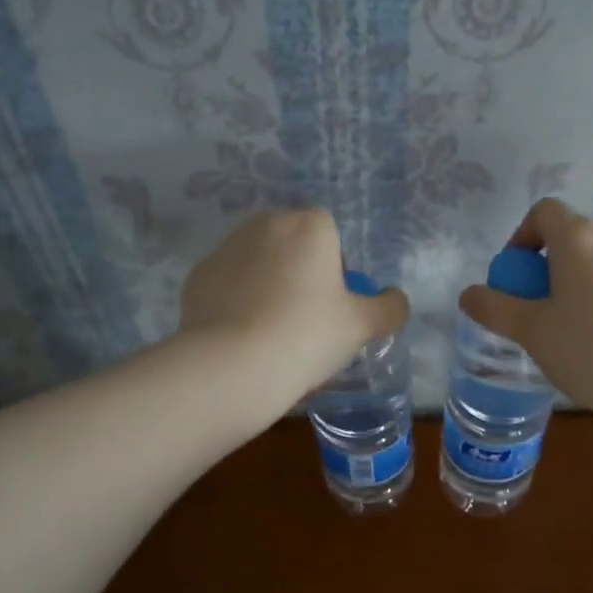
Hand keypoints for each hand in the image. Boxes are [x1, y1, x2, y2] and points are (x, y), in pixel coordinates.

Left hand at [180, 209, 409, 421]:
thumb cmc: (307, 336)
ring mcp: (225, 249)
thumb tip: (394, 299)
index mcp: (308, 226)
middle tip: (306, 318)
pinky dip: (236, 300)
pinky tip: (242, 336)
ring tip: (271, 331)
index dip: (336, 266)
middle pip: (292, 243)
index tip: (334, 304)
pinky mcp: (197, 276)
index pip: (330, 232)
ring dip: (267, 283)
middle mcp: (264, 225)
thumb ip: (389, 308)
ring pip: (258, 261)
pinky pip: (228, 283)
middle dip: (300, 271)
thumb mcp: (362, 326)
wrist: (231, 367)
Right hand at [459, 198, 592, 414]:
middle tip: (545, 309)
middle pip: (575, 236)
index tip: (518, 276)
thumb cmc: (592, 349)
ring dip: (586, 279)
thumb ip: (495, 308)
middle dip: (553, 264)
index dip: (523, 236)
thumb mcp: (532, 332)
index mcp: (579, 238)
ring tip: (582, 327)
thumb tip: (468, 294)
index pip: (544, 211)